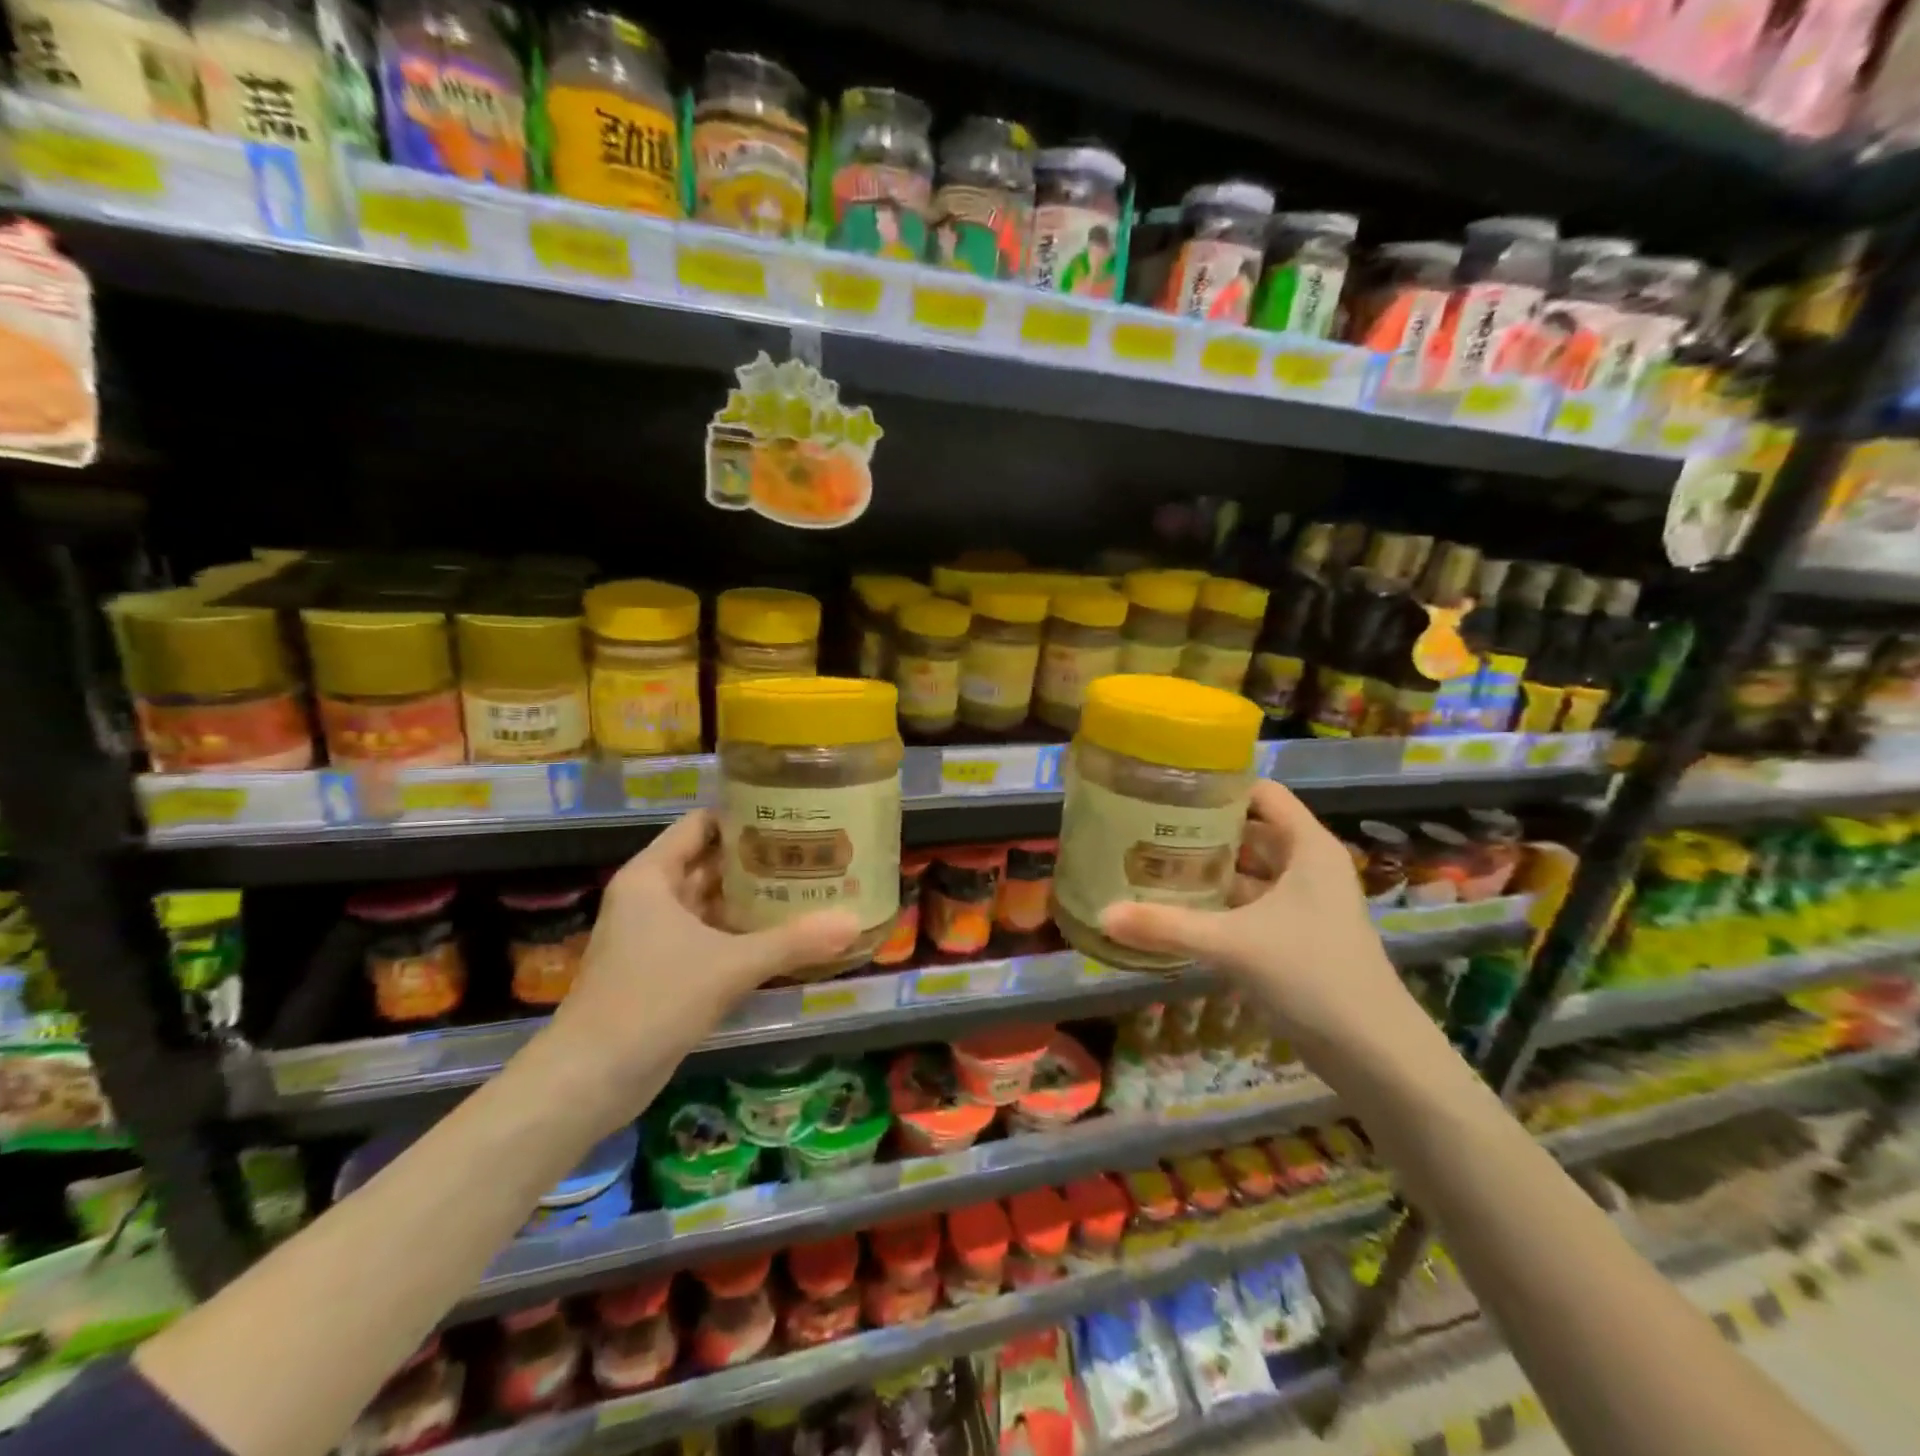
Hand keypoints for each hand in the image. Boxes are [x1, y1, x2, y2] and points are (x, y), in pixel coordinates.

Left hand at [544, 810, 859, 1112]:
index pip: (702, 824)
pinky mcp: (661, 969)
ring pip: (710, 902)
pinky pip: (708, 936)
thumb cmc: (652, 1001)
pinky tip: (782, 935)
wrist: (589, 1080)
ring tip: (807, 886)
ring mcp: (653, 935)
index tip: (792, 815)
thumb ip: (792, 942)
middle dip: (757, 859)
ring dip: (751, 898)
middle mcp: (650, 897)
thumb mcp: (729, 966)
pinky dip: (740, 933)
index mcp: (652, 876)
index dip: (744, 816)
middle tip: (811, 851)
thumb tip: (854, 923)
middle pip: (710, 862)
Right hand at [1099, 781, 1415, 1061]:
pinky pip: (1251, 906)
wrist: (1374, 1054)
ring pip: (1249, 872)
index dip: (1219, 787)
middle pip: (1250, 831)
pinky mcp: (1297, 937)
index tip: (1169, 789)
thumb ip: (1167, 926)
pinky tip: (1179, 909)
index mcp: (1307, 847)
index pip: (1262, 793)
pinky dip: (1219, 904)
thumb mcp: (1233, 944)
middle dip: (1202, 831)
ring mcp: (1305, 904)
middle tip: (1146, 828)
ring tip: (1153, 864)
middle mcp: (1308, 866)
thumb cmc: (1312, 975)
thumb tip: (1103, 914)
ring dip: (1209, 870)